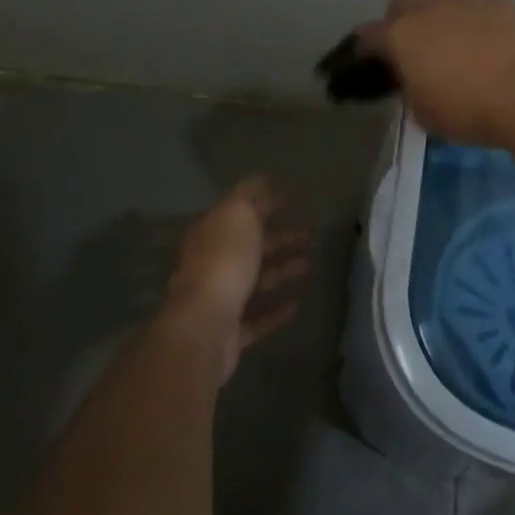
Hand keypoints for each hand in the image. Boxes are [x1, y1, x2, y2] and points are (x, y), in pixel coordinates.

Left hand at [167, 176, 309, 382]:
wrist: (205, 326)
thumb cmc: (224, 262)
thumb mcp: (237, 214)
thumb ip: (250, 196)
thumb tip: (262, 182)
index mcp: (209, 234)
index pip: (238, 213)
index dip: (263, 204)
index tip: (290, 201)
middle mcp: (210, 264)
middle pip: (248, 247)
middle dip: (278, 239)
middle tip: (308, 235)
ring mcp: (218, 300)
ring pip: (254, 281)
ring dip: (281, 271)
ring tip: (308, 264)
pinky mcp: (230, 333)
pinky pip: (257, 317)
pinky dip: (276, 310)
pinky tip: (297, 304)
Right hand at [356, 0, 514, 145]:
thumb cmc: (467, 111)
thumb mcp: (424, 114)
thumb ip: (412, 90)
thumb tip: (414, 82)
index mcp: (401, 36)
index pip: (368, 34)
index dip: (366, 47)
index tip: (370, 60)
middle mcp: (428, 8)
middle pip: (403, 1)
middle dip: (404, 18)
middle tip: (415, 43)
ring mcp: (467, 0)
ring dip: (444, 5)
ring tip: (456, 29)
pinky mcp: (502, 2)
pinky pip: (486, 2)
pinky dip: (485, 15)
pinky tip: (495, 34)